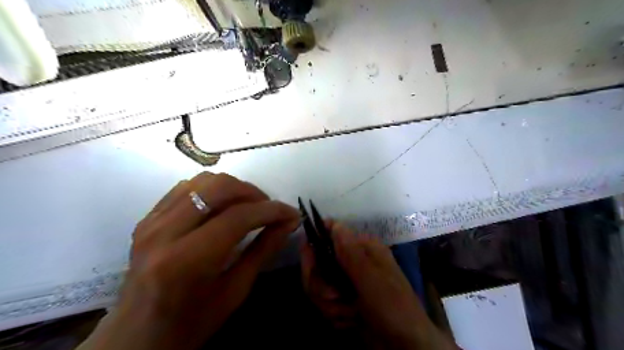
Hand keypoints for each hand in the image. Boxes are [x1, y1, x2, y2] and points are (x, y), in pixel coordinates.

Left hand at [81, 173, 301, 349]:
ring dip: (234, 188)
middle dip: (253, 193)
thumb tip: (289, 223)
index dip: (271, 210)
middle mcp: (164, 233)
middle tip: (269, 209)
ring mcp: (152, 221)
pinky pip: (187, 187)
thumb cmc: (191, 322)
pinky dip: (213, 190)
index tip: (292, 214)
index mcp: (186, 261)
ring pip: (203, 181)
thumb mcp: (236, 290)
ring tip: (249, 206)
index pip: (238, 217)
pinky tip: (223, 207)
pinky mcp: (148, 217)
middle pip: (219, 188)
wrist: (137, 335)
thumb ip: (264, 250)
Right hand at [303, 222, 457, 348]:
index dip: (315, 244)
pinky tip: (351, 322)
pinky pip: (324, 303)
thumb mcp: (371, 280)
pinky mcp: (344, 299)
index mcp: (363, 248)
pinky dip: (335, 316)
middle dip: (323, 287)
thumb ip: (350, 253)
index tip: (307, 258)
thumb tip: (334, 224)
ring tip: (351, 314)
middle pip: (318, 264)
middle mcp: (353, 260)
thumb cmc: (393, 307)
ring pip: (319, 286)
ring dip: (331, 306)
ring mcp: (347, 281)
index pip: (330, 234)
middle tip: (337, 298)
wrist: (405, 345)